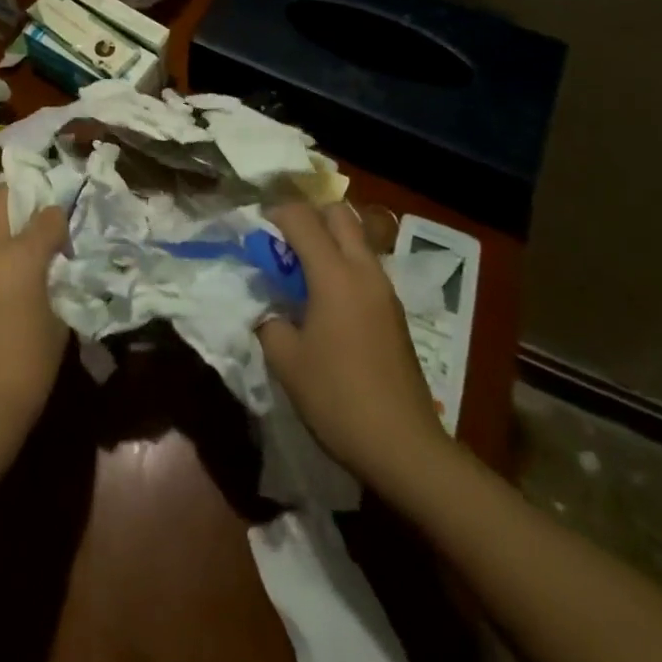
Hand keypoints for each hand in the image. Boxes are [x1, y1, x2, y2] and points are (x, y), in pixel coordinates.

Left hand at [0, 185, 68, 456]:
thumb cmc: (27, 366)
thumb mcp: (59, 325)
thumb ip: (57, 288)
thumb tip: (53, 278)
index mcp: (20, 256)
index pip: (46, 216)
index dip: (60, 220)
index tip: (68, 236)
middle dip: (20, 201)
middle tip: (38, 218)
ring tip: (13, 245)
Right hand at [258, 201, 448, 490]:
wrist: (405, 449)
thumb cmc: (339, 399)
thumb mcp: (286, 361)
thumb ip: (269, 320)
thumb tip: (267, 306)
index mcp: (334, 274)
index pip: (302, 217)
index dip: (274, 214)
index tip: (255, 232)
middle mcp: (364, 270)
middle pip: (338, 213)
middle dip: (308, 216)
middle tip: (283, 243)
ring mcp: (385, 290)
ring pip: (356, 238)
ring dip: (328, 240)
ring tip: (301, 272)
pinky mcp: (395, 312)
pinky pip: (365, 266)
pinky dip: (343, 264)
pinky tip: (326, 301)